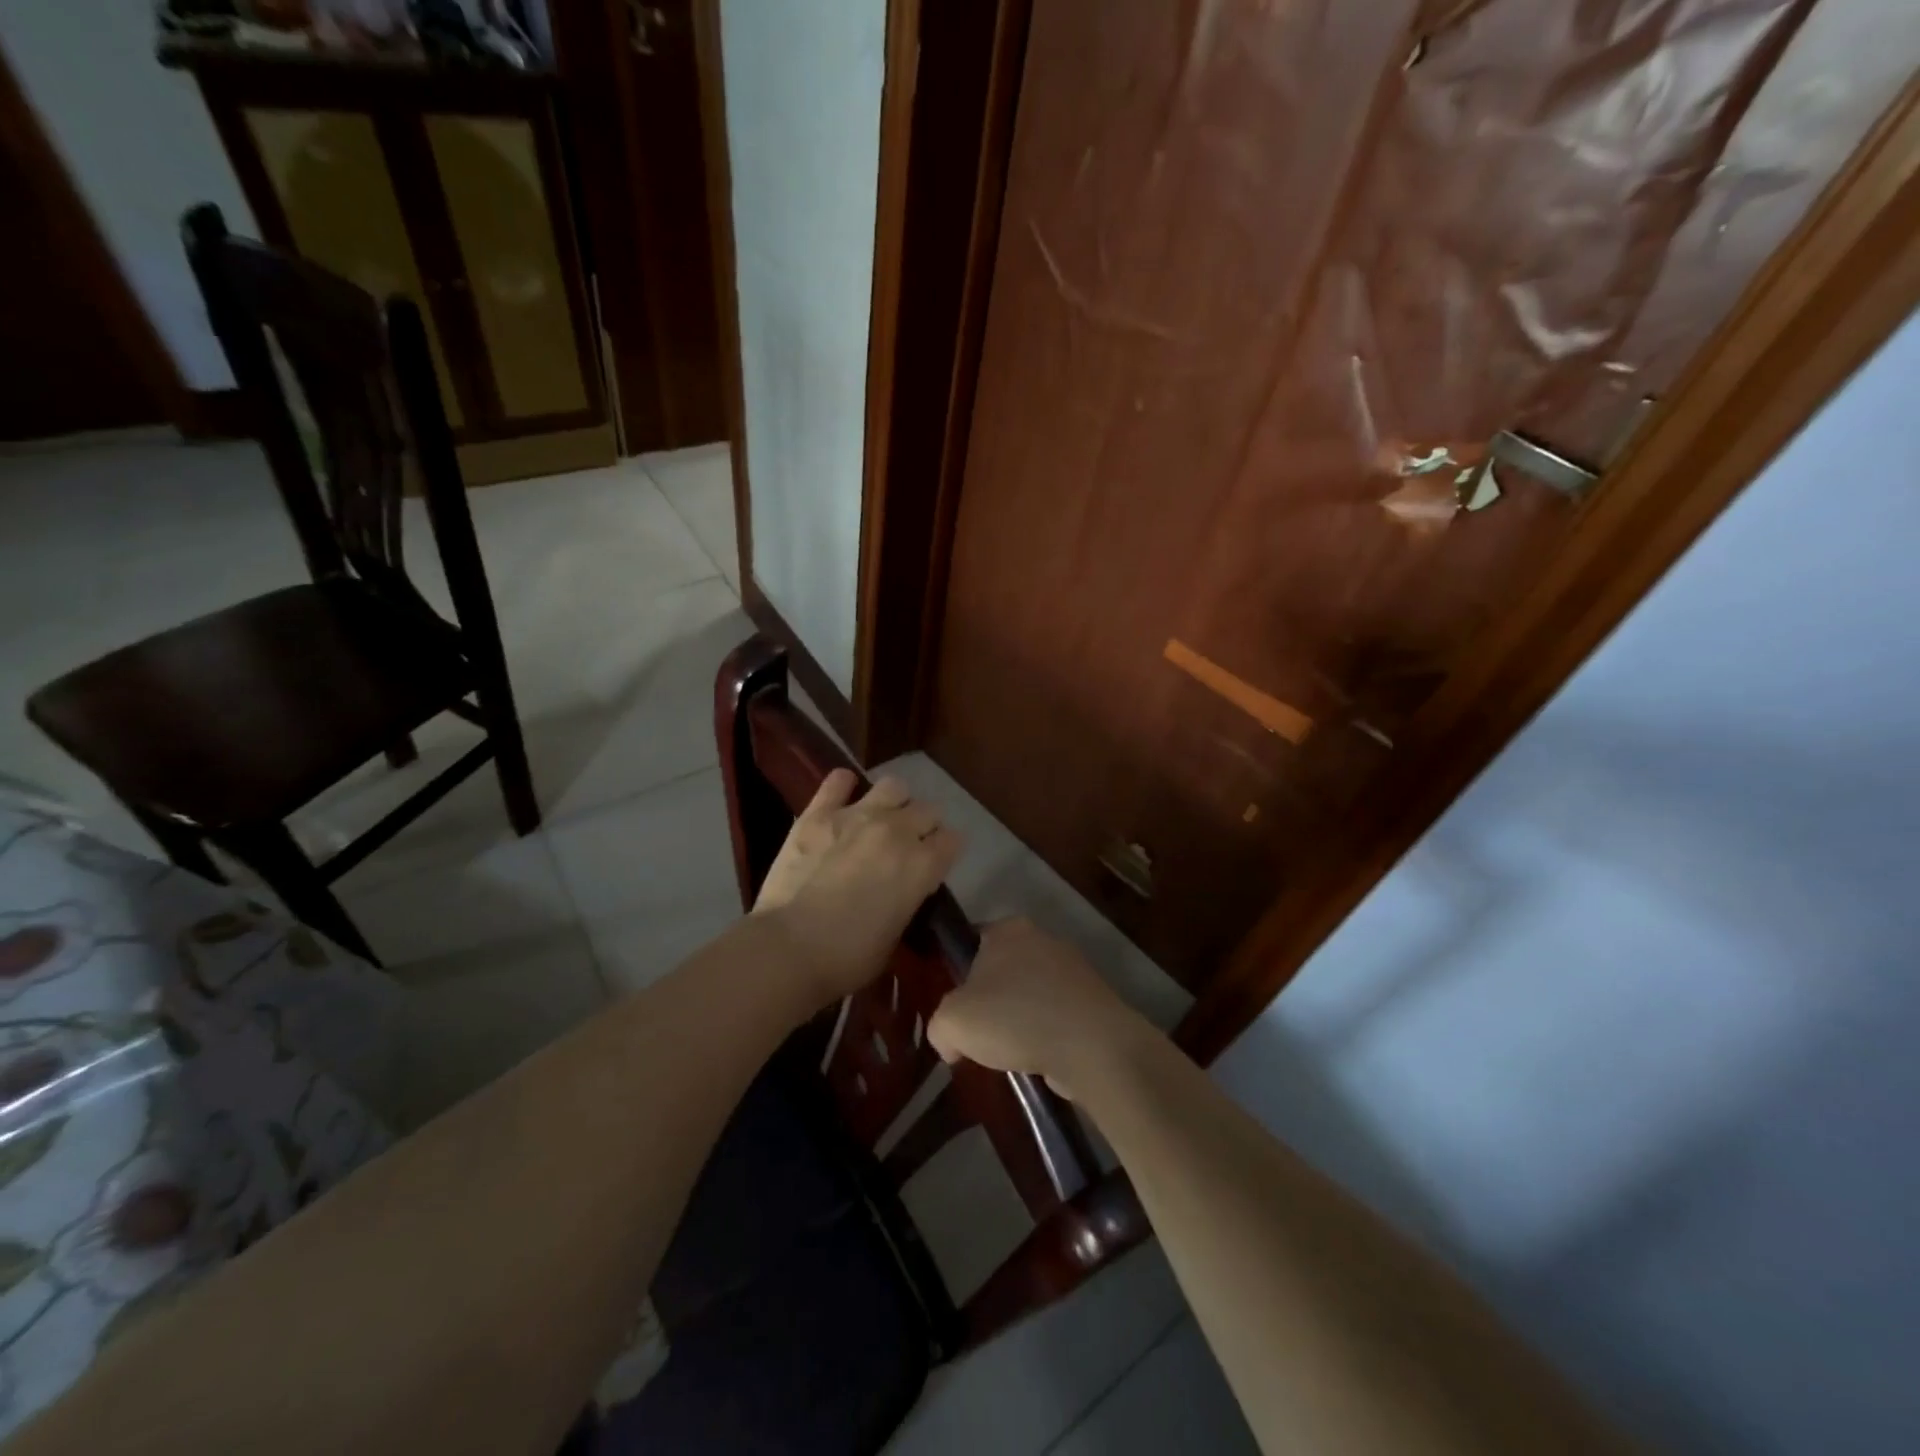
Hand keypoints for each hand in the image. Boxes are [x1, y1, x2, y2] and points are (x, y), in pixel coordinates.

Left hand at [754, 770, 961, 1008]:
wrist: (790, 948)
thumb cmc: (849, 958)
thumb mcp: (897, 934)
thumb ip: (908, 900)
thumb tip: (903, 889)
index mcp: (923, 865)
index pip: (953, 840)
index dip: (945, 851)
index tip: (934, 864)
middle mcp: (898, 831)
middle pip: (928, 810)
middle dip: (923, 826)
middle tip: (907, 846)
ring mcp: (857, 816)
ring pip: (894, 786)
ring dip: (893, 801)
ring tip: (880, 818)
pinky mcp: (818, 814)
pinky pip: (837, 781)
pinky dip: (843, 785)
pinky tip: (842, 795)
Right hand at [927, 918, 1156, 1102]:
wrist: (1092, 1046)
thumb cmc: (1015, 1019)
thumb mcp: (952, 1022)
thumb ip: (940, 1027)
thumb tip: (952, 1044)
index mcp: (1008, 929)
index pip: (973, 941)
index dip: (959, 972)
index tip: (956, 1007)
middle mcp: (1043, 938)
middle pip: (1004, 968)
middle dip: (991, 1000)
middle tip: (979, 1035)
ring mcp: (1074, 968)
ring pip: (1032, 993)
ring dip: (1021, 1020)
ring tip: (1011, 1055)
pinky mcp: (1095, 1000)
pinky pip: (1058, 1015)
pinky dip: (1048, 1035)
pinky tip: (1040, 1060)